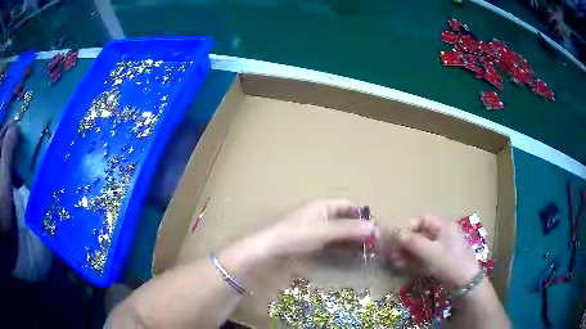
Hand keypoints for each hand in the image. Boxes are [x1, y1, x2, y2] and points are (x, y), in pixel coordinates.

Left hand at [258, 199, 374, 256]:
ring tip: (367, 250)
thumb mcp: (324, 231)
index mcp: (324, 206)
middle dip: (360, 229)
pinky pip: (334, 242)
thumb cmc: (297, 234)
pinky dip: (344, 247)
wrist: (272, 248)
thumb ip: (348, 229)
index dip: (362, 215)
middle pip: (347, 220)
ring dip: (354, 240)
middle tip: (374, 242)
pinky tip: (353, 255)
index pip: (349, 206)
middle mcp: (323, 215)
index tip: (375, 227)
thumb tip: (372, 227)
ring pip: (342, 232)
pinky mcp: (316, 242)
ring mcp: (319, 229)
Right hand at [389, 214, 479, 288]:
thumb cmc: (450, 263)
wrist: (465, 283)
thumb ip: (414, 242)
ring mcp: (442, 248)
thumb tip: (399, 235)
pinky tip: (404, 267)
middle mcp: (443, 234)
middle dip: (407, 242)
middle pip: (421, 233)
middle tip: (394, 254)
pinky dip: (414, 260)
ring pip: (421, 246)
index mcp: (444, 226)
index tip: (401, 239)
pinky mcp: (440, 260)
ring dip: (408, 252)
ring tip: (397, 262)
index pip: (424, 218)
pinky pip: (425, 256)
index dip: (411, 226)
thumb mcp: (431, 252)